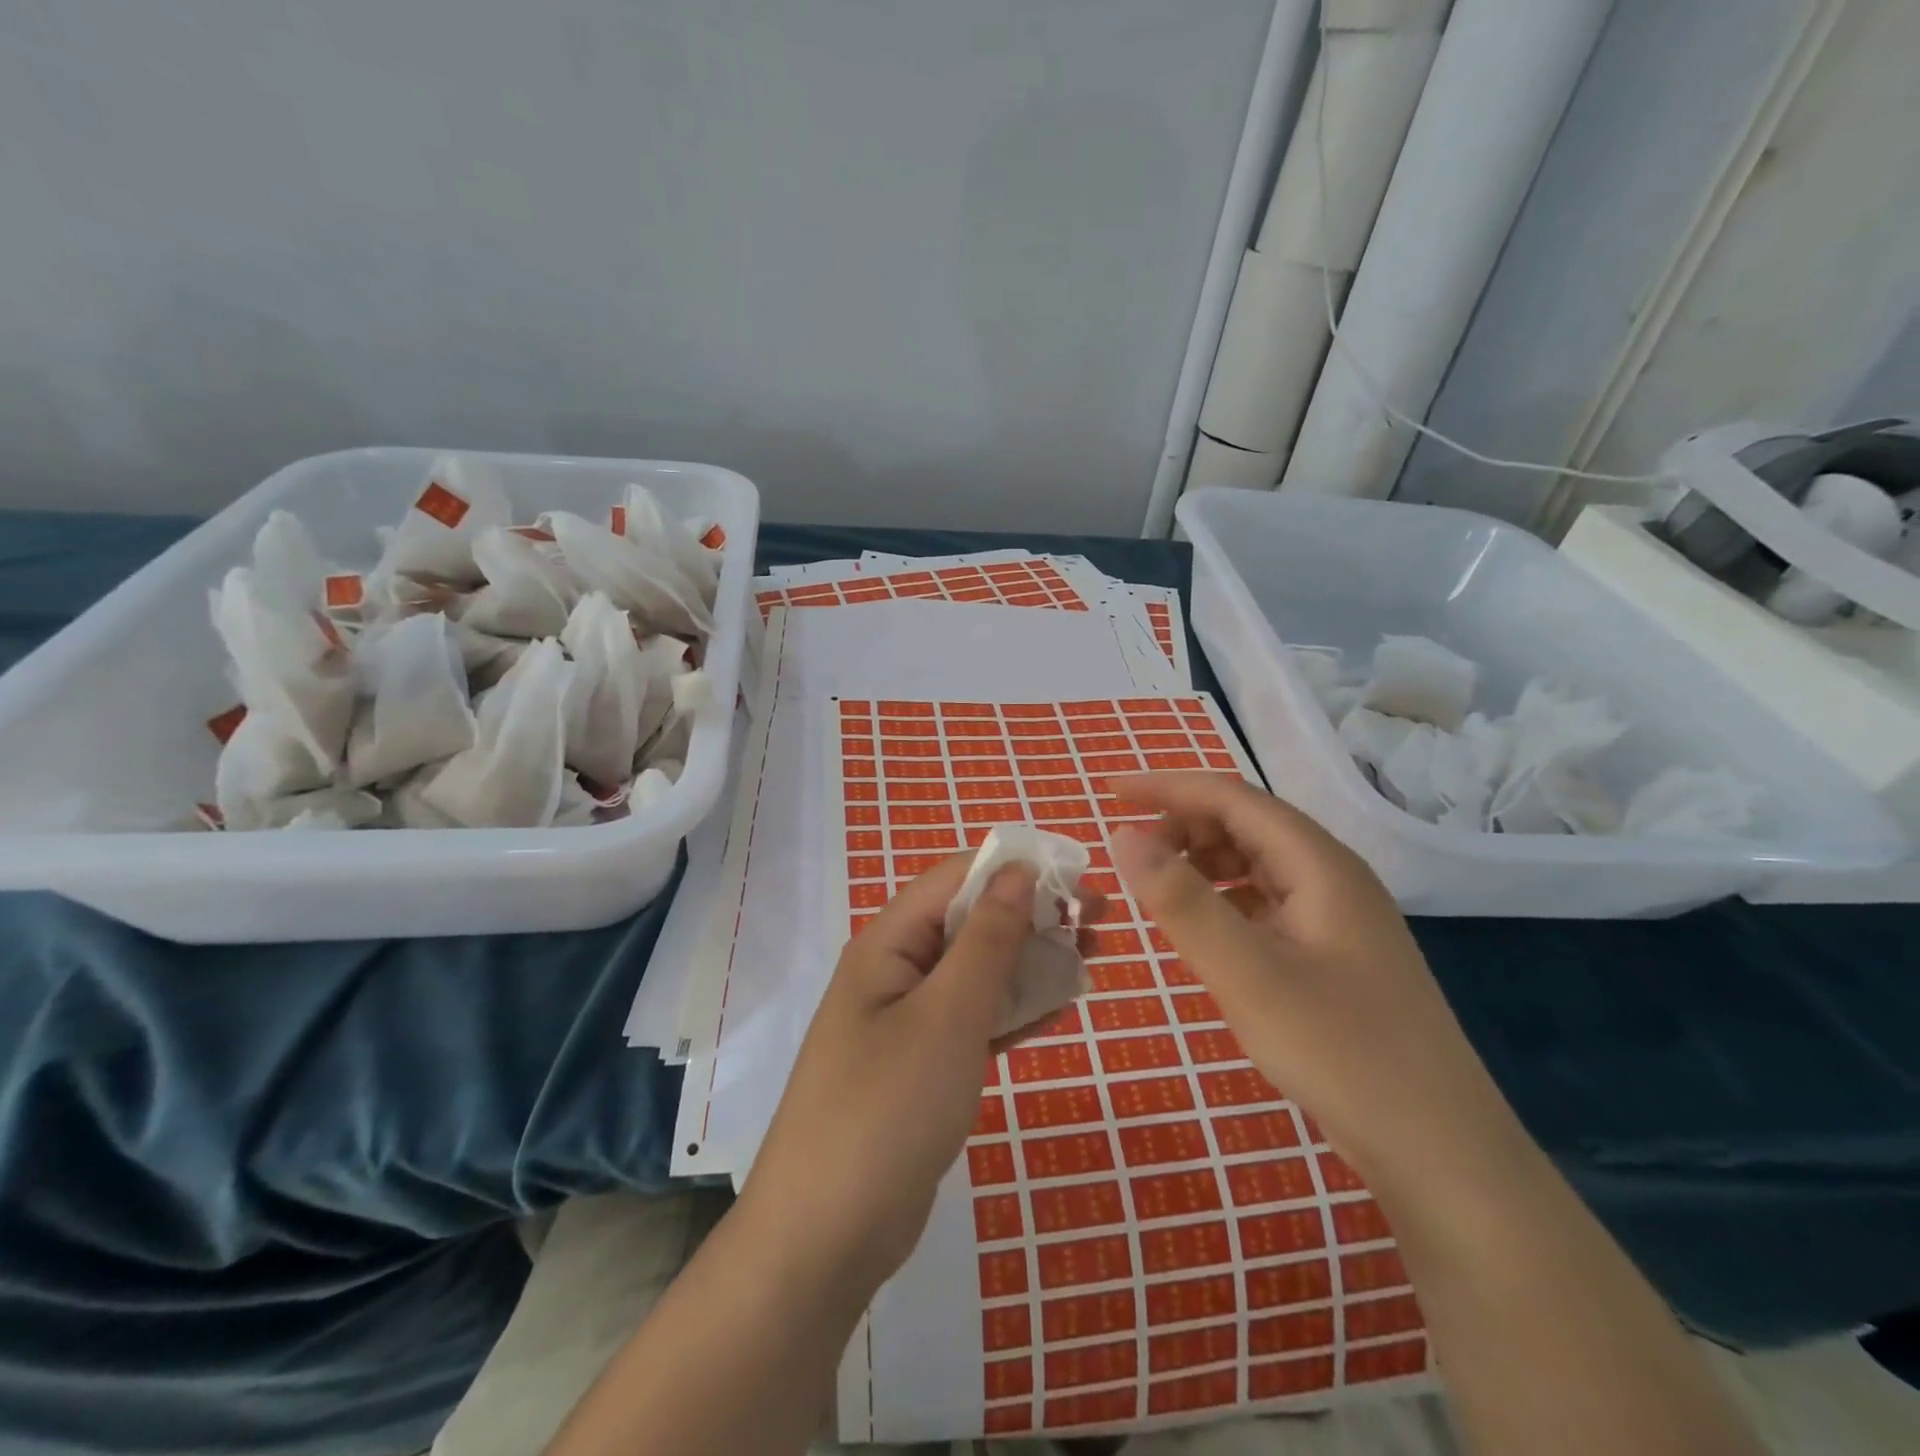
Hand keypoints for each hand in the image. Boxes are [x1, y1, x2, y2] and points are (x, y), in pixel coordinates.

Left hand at [739, 854, 1100, 1292]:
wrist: (826, 1238)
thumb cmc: (887, 1110)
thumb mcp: (946, 1016)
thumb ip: (986, 940)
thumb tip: (1019, 871)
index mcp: (888, 943)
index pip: (955, 878)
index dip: (1017, 870)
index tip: (1080, 881)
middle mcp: (895, 971)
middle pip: (969, 921)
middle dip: (1032, 915)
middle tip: (1098, 927)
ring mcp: (907, 1021)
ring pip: (977, 971)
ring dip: (1030, 961)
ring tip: (1089, 961)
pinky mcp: (923, 1066)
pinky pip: (974, 1020)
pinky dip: (1014, 1010)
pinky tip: (1059, 1009)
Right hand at [1110, 772, 1529, 1196]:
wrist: (1442, 1152)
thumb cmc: (1341, 1053)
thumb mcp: (1247, 975)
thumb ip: (1182, 901)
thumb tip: (1123, 837)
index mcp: (1318, 864)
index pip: (1231, 797)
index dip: (1167, 787)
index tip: (1110, 793)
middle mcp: (1332, 876)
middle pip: (1247, 823)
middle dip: (1183, 825)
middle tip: (1131, 857)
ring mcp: (1338, 916)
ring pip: (1256, 863)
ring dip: (1203, 862)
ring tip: (1159, 890)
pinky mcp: (1335, 953)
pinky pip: (1267, 901)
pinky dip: (1225, 899)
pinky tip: (1205, 930)